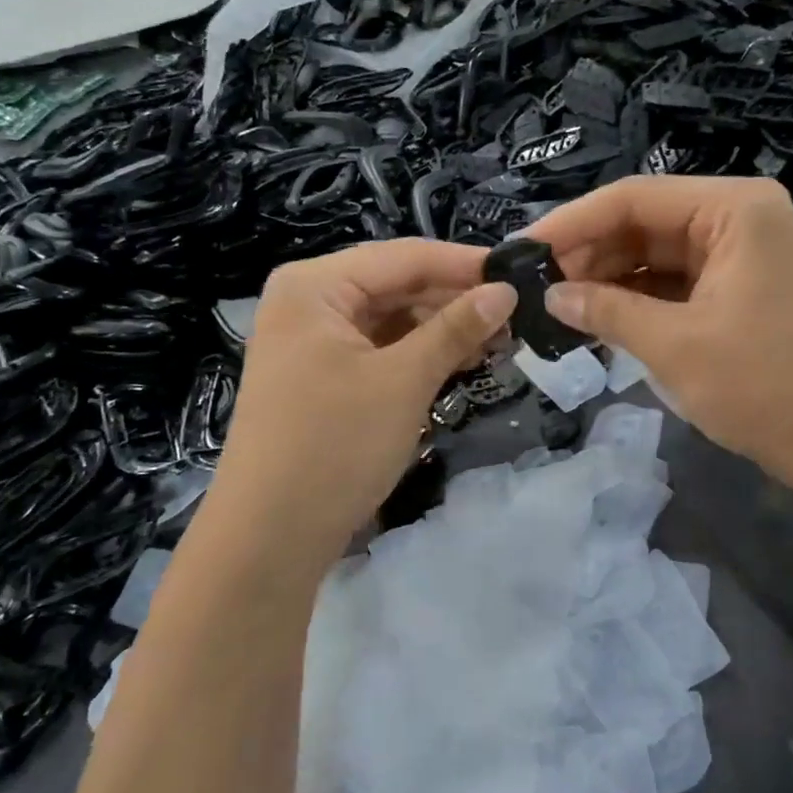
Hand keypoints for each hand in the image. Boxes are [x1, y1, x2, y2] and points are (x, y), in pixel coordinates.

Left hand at [211, 240, 515, 548]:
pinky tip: (461, 361)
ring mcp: (313, 341)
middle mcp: (309, 301)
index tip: (522, 275)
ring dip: (443, 328)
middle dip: (456, 299)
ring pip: (392, 318)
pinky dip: (420, 353)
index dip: (465, 265)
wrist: (271, 536)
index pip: (405, 256)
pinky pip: (381, 348)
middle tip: (517, 315)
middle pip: (397, 284)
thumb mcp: (404, 380)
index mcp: (315, 285)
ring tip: (500, 341)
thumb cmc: (336, 445)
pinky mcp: (322, 375)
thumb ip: (456, 328)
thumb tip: (506, 290)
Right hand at [525, 176, 792, 502]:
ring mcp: (745, 253)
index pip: (635, 198)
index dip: (573, 223)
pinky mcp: (743, 288)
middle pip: (646, 222)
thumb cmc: (764, 387)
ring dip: (611, 277)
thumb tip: (551, 295)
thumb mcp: (675, 346)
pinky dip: (640, 298)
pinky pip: (678, 280)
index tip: (523, 251)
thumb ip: (608, 311)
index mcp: (735, 209)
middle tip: (536, 286)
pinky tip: (599, 316)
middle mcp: (742, 217)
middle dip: (591, 253)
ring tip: (558, 304)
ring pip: (659, 253)